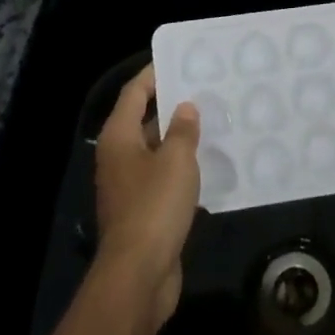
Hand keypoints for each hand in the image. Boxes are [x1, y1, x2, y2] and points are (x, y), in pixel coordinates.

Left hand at [93, 66, 200, 331]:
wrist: (139, 275)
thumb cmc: (154, 207)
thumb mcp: (176, 161)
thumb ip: (182, 130)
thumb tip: (185, 107)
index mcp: (119, 137)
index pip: (134, 93)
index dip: (154, 74)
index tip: (180, 60)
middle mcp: (119, 156)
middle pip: (144, 120)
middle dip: (173, 106)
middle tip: (207, 90)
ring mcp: (129, 185)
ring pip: (157, 150)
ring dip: (181, 138)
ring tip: (215, 122)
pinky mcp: (143, 210)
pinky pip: (164, 177)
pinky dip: (183, 168)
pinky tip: (211, 164)